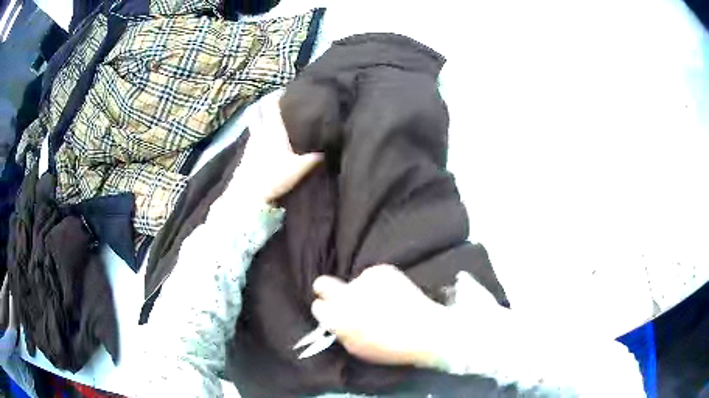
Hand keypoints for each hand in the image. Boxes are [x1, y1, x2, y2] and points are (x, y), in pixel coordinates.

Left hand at [237, 92, 322, 202]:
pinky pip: (253, 137)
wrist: (248, 194)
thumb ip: (314, 158)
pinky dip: (258, 133)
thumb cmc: (274, 176)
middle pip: (257, 111)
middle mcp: (259, 132)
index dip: (276, 95)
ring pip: (254, 124)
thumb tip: (328, 150)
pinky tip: (265, 140)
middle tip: (274, 102)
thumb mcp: (299, 168)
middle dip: (264, 104)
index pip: (271, 105)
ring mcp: (250, 143)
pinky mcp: (246, 155)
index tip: (284, 90)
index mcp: (272, 130)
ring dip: (260, 118)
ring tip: (272, 120)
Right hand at [311, 265, 448, 367]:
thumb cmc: (390, 347)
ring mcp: (365, 281)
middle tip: (339, 296)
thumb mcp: (356, 348)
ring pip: (354, 283)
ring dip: (362, 291)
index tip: (331, 311)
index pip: (318, 307)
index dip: (325, 310)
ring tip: (383, 302)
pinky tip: (393, 294)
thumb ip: (340, 330)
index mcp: (338, 319)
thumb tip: (333, 318)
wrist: (425, 331)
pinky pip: (372, 276)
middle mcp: (347, 296)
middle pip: (322, 283)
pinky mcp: (382, 270)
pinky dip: (378, 284)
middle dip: (326, 289)